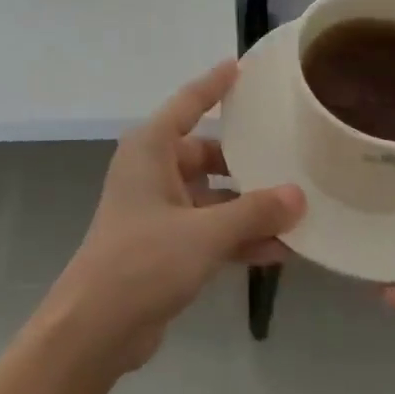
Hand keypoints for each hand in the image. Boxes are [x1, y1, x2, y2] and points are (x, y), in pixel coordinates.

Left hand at [43, 62, 304, 373]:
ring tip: (298, 210)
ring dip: (249, 207)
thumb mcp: (204, 233)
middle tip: (290, 155)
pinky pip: (210, 229)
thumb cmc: (143, 260)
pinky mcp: (166, 244)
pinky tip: (280, 250)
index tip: (240, 66)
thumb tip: (298, 196)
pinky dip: (238, 236)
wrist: (96, 328)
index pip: (188, 103)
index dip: (214, 84)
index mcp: (150, 148)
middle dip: (247, 162)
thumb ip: (253, 213)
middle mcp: (153, 170)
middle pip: (207, 153)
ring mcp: (159, 209)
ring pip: (213, 196)